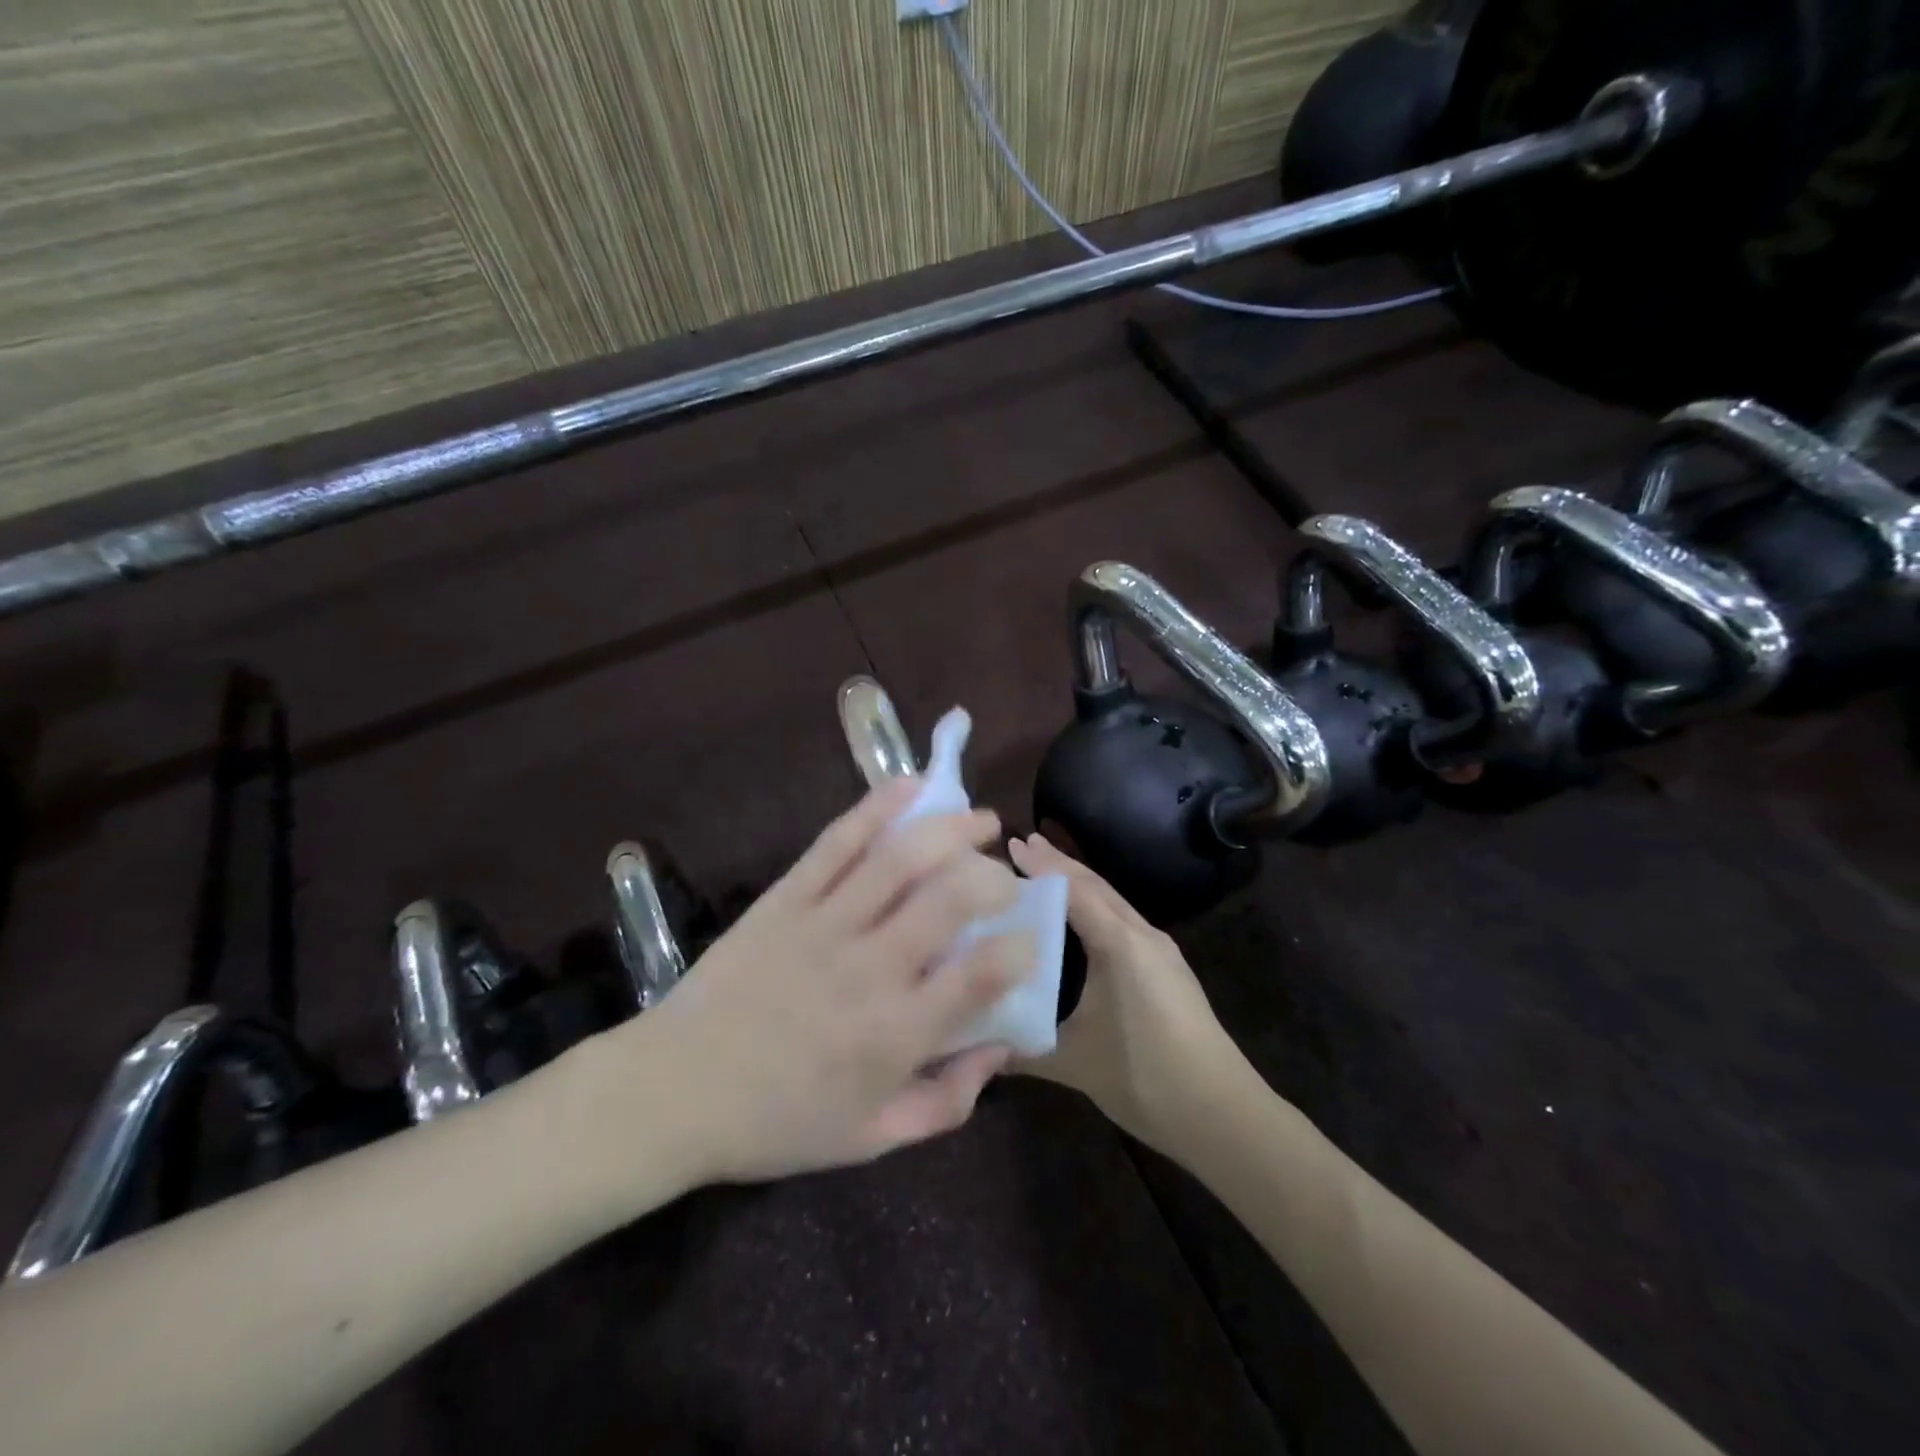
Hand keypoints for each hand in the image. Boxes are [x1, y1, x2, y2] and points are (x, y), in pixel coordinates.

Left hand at [599, 779, 1028, 1189]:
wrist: (676, 1090)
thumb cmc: (779, 1121)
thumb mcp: (873, 1137)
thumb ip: (947, 1101)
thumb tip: (1002, 1049)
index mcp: (895, 1033)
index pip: (981, 975)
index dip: (1020, 948)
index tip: (1028, 939)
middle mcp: (869, 968)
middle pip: (949, 899)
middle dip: (993, 877)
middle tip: (1005, 878)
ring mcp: (825, 924)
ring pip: (900, 859)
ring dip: (951, 829)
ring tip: (980, 820)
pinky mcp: (787, 897)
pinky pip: (837, 842)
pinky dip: (877, 808)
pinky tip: (911, 787)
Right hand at [1006, 833, 1249, 1155]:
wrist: (1223, 1114)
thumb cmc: (1146, 1077)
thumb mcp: (1075, 1061)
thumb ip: (1022, 1049)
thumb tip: (973, 1047)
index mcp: (1120, 944)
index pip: (1073, 891)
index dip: (1041, 867)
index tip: (1010, 843)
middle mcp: (1142, 935)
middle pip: (1095, 886)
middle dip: (1059, 863)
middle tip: (1023, 842)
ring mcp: (1160, 951)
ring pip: (1112, 902)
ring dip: (1079, 883)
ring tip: (1047, 870)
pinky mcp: (1167, 969)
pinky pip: (1123, 921)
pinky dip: (1096, 907)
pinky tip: (1082, 920)